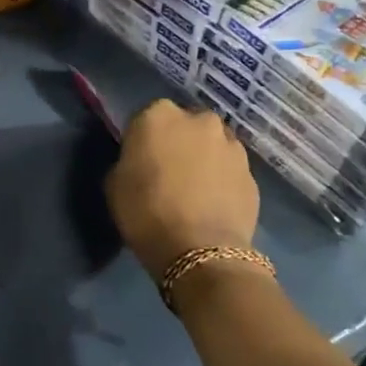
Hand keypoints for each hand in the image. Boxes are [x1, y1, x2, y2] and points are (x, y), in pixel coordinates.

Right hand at [106, 99, 259, 282]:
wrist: (200, 251)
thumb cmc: (146, 212)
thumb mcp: (114, 183)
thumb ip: (128, 160)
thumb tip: (139, 162)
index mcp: (159, 115)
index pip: (146, 118)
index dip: (143, 141)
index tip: (140, 162)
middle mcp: (199, 119)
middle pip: (185, 125)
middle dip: (179, 143)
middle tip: (169, 173)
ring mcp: (231, 144)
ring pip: (212, 145)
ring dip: (204, 159)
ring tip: (195, 191)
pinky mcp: (252, 172)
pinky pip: (230, 170)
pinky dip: (223, 180)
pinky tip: (213, 205)